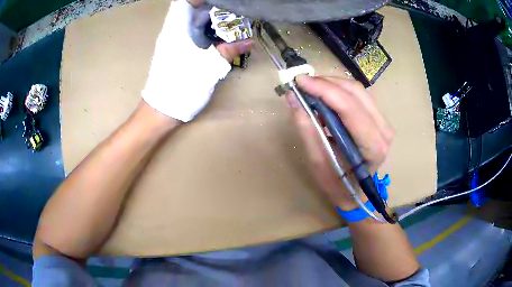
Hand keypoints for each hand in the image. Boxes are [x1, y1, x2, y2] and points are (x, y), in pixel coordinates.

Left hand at [142, 0, 251, 122]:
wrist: (161, 111)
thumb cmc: (181, 87)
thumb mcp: (209, 68)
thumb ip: (229, 51)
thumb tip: (249, 41)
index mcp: (177, 29)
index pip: (185, 2)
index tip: (220, 2)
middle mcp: (173, 31)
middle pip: (191, 10)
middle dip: (213, 8)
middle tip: (233, 12)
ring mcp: (173, 42)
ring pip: (192, 22)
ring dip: (211, 19)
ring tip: (231, 22)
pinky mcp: (176, 52)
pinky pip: (192, 34)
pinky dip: (206, 31)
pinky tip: (220, 37)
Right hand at [286, 76, 393, 209]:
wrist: (357, 192)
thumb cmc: (338, 185)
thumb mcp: (318, 162)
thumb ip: (307, 129)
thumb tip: (293, 98)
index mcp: (372, 146)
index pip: (349, 108)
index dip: (324, 90)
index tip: (299, 81)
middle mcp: (383, 130)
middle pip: (355, 92)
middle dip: (326, 83)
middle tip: (302, 84)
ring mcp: (383, 123)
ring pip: (357, 90)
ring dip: (332, 85)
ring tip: (311, 90)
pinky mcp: (379, 119)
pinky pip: (358, 96)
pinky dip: (338, 92)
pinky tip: (324, 97)